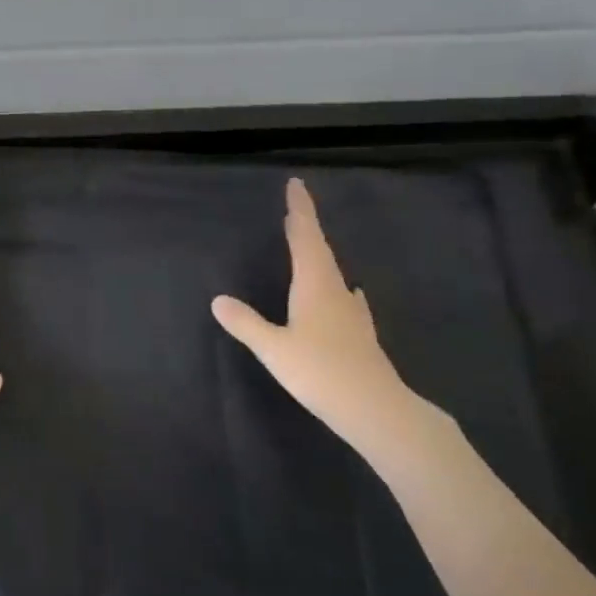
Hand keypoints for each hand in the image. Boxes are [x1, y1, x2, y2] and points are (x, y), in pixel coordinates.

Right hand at [212, 178, 431, 456]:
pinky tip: (350, 294)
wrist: (378, 411)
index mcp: (314, 285)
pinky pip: (346, 298)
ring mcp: (352, 313)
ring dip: (320, 256)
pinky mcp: (361, 334)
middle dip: (306, 228)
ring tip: (311, 247)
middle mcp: (336, 291)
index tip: (296, 184)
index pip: (305, 237)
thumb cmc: (321, 372)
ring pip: (334, 273)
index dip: (300, 210)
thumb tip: (218, 299)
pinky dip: (339, 287)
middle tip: (294, 211)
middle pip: (320, 251)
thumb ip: (246, 323)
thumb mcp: (274, 349)